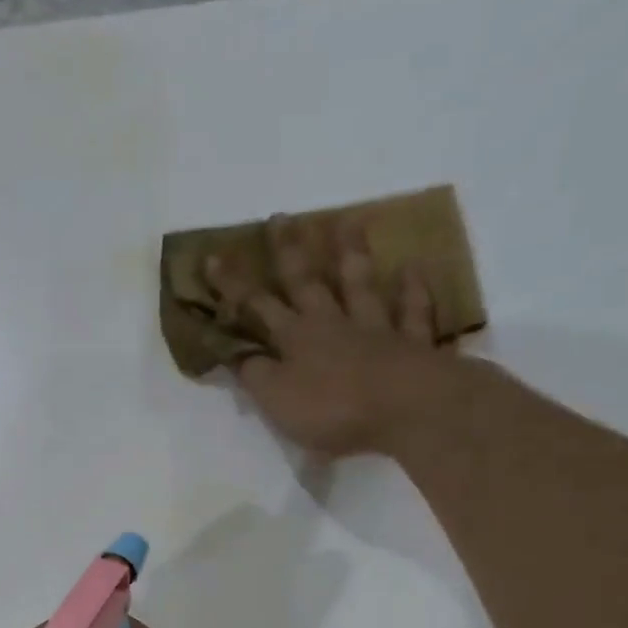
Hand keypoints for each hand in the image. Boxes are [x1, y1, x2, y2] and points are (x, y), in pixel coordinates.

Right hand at [205, 211, 453, 456]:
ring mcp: (375, 330)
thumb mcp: (277, 398)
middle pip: (307, 282)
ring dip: (352, 255)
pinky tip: (413, 267)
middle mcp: (332, 324)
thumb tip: (239, 354)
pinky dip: (412, 290)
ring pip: (360, 285)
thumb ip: (255, 374)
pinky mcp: (412, 344)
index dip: (233, 285)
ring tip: (348, 221)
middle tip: (281, 218)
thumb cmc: (332, 408)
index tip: (214, 256)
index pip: (257, 306)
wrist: (406, 409)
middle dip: (289, 252)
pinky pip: (412, 312)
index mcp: (295, 339)